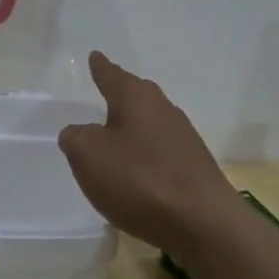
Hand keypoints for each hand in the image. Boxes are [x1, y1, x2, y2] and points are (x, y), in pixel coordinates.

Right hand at [58, 51, 238, 256]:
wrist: (203, 222)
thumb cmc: (140, 180)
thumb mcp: (89, 157)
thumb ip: (75, 138)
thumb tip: (78, 132)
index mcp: (135, 98)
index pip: (111, 75)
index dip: (100, 67)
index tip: (95, 56)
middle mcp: (163, 108)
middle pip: (136, 94)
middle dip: (120, 92)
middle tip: (105, 90)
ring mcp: (183, 136)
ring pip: (151, 121)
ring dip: (133, 125)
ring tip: (116, 133)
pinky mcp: (194, 165)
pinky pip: (161, 149)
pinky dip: (146, 152)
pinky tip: (138, 169)